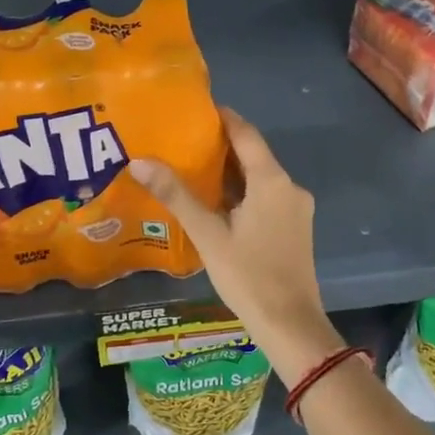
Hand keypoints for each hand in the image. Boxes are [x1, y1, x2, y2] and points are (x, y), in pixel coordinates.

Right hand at [131, 108, 344, 386]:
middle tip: (181, 141)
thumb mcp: (208, 235)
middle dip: (220, 146)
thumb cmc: (248, 276)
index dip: (222, 118)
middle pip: (253, 155)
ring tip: (191, 169)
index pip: (245, 133)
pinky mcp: (295, 228)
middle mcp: (289, 187)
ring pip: (260, 179)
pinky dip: (242, 193)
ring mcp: (296, 209)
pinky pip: (266, 197)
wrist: (291, 325)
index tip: (193, 110)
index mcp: (272, 181)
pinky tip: (216, 203)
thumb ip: (176, 195)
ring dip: (230, 172)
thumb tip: (139, 161)